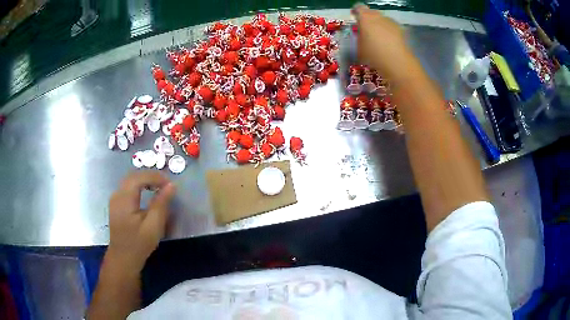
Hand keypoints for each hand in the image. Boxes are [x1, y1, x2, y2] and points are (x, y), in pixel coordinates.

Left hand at [107, 171, 175, 271]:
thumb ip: (161, 204)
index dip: (155, 177)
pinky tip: (148, 193)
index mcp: (124, 199)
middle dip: (151, 176)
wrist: (123, 258)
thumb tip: (171, 185)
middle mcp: (117, 194)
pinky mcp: (116, 203)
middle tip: (166, 184)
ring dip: (146, 180)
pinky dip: (140, 185)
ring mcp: (115, 198)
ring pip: (131, 180)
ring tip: (159, 187)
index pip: (139, 177)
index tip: (170, 184)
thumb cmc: (139, 244)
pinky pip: (128, 187)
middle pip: (134, 175)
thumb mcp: (153, 226)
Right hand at [352, 4, 415, 81]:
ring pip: (382, 20)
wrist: (397, 61)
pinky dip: (388, 31)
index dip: (356, 11)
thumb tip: (362, 33)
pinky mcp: (400, 29)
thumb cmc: (374, 54)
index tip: (354, 17)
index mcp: (365, 17)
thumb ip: (360, 36)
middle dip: (368, 18)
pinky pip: (390, 27)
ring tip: (378, 36)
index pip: (358, 8)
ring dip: (379, 25)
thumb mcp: (360, 47)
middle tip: (366, 28)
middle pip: (371, 12)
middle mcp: (378, 16)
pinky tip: (388, 42)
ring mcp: (391, 22)